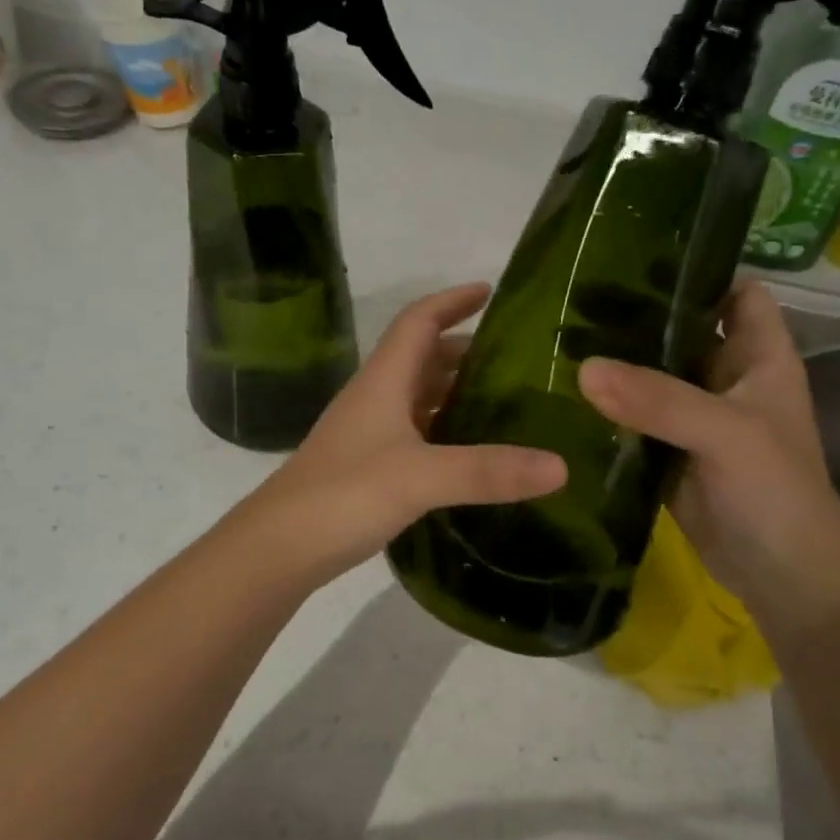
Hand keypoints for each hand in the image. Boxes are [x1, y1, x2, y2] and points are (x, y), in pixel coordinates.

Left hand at [247, 282, 565, 582]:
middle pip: (421, 357)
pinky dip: (443, 430)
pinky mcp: (367, 467)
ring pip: (417, 397)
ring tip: (503, 401)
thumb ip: (488, 471)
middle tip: (515, 359)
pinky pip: (414, 433)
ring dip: (454, 390)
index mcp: (383, 381)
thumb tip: (560, 466)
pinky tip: (469, 451)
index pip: (418, 321)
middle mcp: (375, 398)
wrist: (279, 548)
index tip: (491, 291)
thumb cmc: (344, 495)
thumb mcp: (421, 477)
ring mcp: (368, 434)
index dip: (451, 300)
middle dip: (464, 349)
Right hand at [579, 280, 839, 629]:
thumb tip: (584, 369)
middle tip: (575, 298)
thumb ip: (659, 399)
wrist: (780, 575)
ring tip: (558, 338)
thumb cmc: (774, 490)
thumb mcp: (725, 433)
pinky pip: (636, 419)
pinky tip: (565, 395)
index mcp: (760, 357)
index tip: (638, 255)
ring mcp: (696, 418)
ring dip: (617, 364)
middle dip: (638, 316)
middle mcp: (728, 379)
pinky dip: (608, 409)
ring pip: (653, 376)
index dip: (700, 270)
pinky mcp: (669, 452)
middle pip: (683, 331)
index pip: (736, 292)